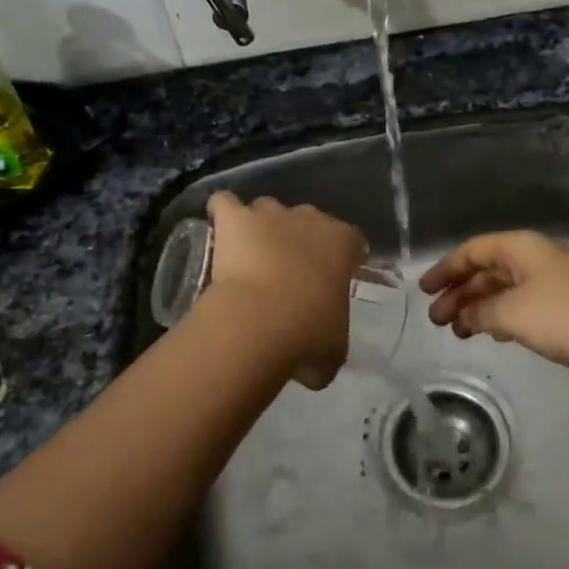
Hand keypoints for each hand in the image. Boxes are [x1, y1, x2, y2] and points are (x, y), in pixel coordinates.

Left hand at [203, 192, 366, 388]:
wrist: (260, 322)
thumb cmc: (307, 335)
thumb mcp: (334, 349)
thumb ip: (332, 344)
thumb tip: (318, 364)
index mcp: (343, 244)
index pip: (351, 240)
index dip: (341, 256)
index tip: (331, 276)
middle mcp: (310, 219)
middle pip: (307, 220)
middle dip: (298, 239)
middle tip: (286, 273)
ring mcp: (270, 214)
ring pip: (267, 209)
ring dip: (260, 227)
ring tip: (248, 255)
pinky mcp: (235, 218)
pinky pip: (224, 204)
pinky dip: (221, 214)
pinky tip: (218, 231)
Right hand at [421, 230, 568, 384]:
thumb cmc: (564, 317)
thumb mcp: (511, 314)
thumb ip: (480, 312)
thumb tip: (464, 316)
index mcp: (520, 247)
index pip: (472, 250)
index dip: (445, 269)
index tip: (423, 290)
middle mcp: (534, 257)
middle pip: (486, 269)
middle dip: (459, 293)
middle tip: (436, 319)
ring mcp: (551, 280)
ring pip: (503, 288)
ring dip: (477, 307)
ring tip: (457, 331)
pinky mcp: (564, 304)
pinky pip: (520, 303)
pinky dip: (500, 315)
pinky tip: (490, 333)